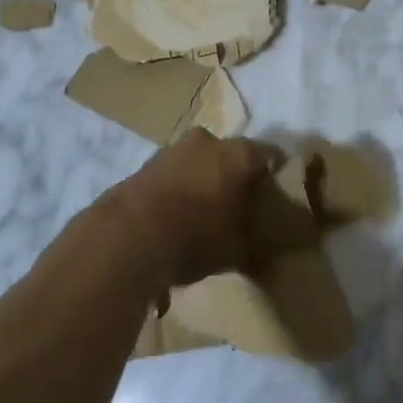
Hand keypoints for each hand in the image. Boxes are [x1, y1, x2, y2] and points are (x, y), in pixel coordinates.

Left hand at [100, 131, 284, 287]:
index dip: (274, 176)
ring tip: (202, 213)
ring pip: (198, 161)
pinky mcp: (144, 164)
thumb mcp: (236, 252)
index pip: (270, 156)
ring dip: (202, 180)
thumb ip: (256, 249)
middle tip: (237, 204)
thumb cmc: (195, 237)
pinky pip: (172, 174)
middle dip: (234, 176)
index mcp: (239, 155)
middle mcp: (208, 142)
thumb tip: (272, 261)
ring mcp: (173, 149)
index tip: (274, 195)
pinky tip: (174, 216)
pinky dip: (176, 189)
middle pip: (230, 155)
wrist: (127, 237)